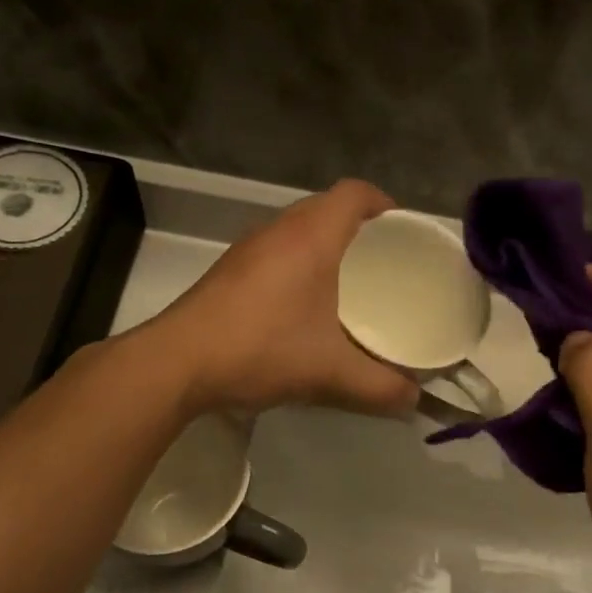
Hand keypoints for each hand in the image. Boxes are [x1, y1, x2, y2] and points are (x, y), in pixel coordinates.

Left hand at [149, 180, 418, 416]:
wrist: (177, 363)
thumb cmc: (261, 350)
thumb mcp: (330, 373)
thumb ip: (380, 387)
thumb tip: (414, 400)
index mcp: (311, 237)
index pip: (355, 193)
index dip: (384, 203)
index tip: (403, 231)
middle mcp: (279, 230)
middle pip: (328, 207)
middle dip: (360, 227)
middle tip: (385, 262)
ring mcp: (249, 248)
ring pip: (298, 228)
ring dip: (326, 245)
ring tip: (351, 282)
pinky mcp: (229, 270)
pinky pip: (277, 250)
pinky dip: (299, 263)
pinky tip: (305, 304)